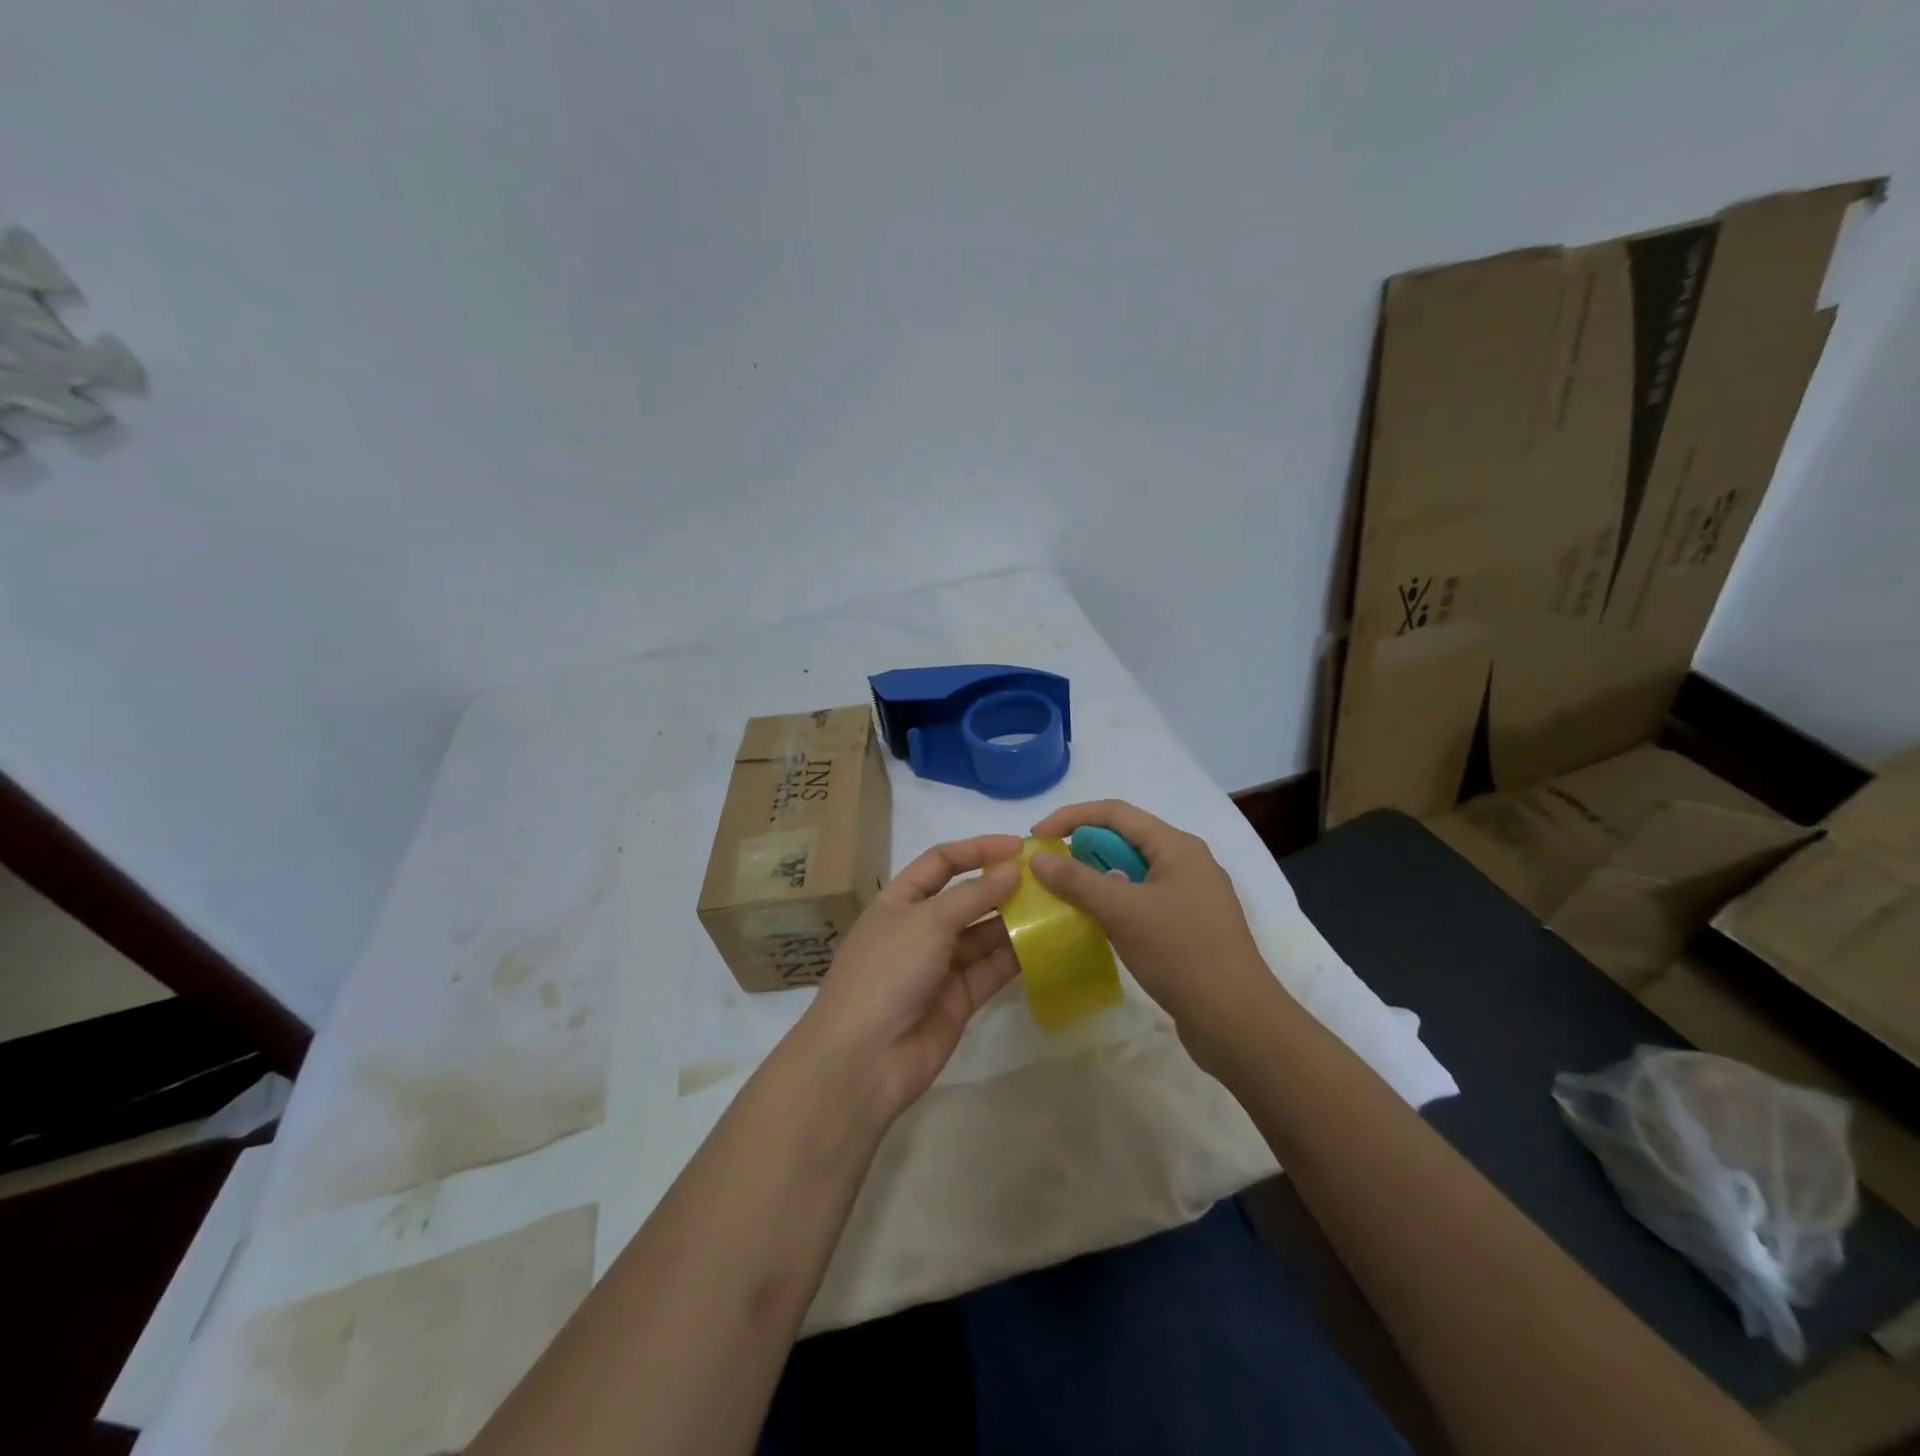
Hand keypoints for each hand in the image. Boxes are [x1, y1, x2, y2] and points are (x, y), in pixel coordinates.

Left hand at [795, 834, 1023, 1118]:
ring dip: (1015, 921)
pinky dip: (1016, 957)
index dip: (978, 849)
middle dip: (1002, 886)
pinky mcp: (958, 1000)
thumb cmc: (888, 971)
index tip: (1019, 847)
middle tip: (1048, 879)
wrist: (863, 1059)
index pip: (941, 862)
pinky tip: (1047, 943)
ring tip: (1056, 908)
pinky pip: (992, 970)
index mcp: (900, 901)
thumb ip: (974, 895)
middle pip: (966, 898)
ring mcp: (939, 966)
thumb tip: (1013, 869)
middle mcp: (920, 929)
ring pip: (983, 935)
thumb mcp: (928, 921)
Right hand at [1027, 801, 1278, 1059]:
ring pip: (1133, 872)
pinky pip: (1143, 900)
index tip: (1037, 838)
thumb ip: (1077, 881)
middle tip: (1048, 870)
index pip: (1116, 813)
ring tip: (1065, 895)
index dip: (1071, 817)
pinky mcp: (1190, 927)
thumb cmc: (1181, 954)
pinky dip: (1115, 902)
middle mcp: (1187, 863)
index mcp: (1177, 847)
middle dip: (1083, 847)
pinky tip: (1097, 923)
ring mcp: (1191, 896)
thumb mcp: (1122, 912)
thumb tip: (1038, 857)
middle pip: (1125, 839)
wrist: (1238, 1021)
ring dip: (1097, 877)